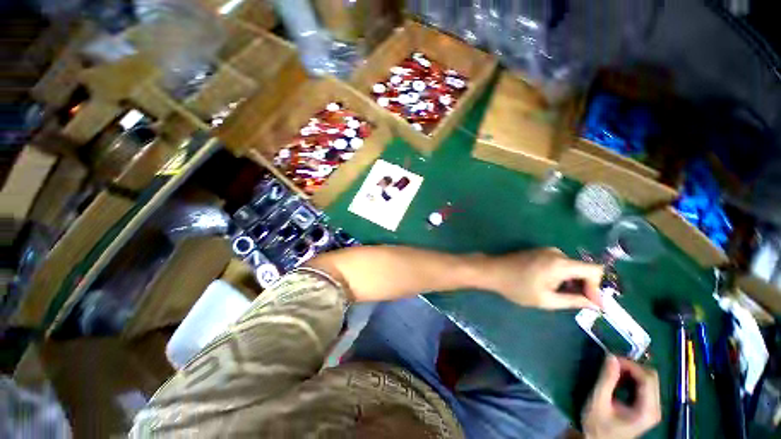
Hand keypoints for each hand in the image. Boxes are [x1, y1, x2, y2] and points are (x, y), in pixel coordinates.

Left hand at [483, 248, 603, 309]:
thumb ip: (573, 301)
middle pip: (583, 269)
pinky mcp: (540, 252)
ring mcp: (547, 250)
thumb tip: (595, 304)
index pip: (595, 270)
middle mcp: (557, 253)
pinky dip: (562, 276)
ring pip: (572, 267)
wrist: (492, 271)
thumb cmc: (516, 287)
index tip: (591, 303)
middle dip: (584, 287)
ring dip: (572, 282)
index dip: (597, 287)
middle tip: (577, 303)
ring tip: (559, 295)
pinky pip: (560, 264)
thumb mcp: (546, 300)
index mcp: (560, 263)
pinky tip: (551, 286)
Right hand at [582, 356, 661, 438]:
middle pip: (651, 378)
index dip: (631, 364)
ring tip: (613, 369)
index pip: (648, 379)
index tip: (611, 358)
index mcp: (647, 410)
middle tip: (611, 362)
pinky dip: (632, 378)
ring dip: (632, 371)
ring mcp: (653, 409)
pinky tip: (619, 379)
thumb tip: (610, 356)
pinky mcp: (648, 408)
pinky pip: (645, 386)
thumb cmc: (597, 424)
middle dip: (632, 366)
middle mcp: (655, 409)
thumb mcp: (598, 402)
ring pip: (649, 380)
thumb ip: (606, 379)